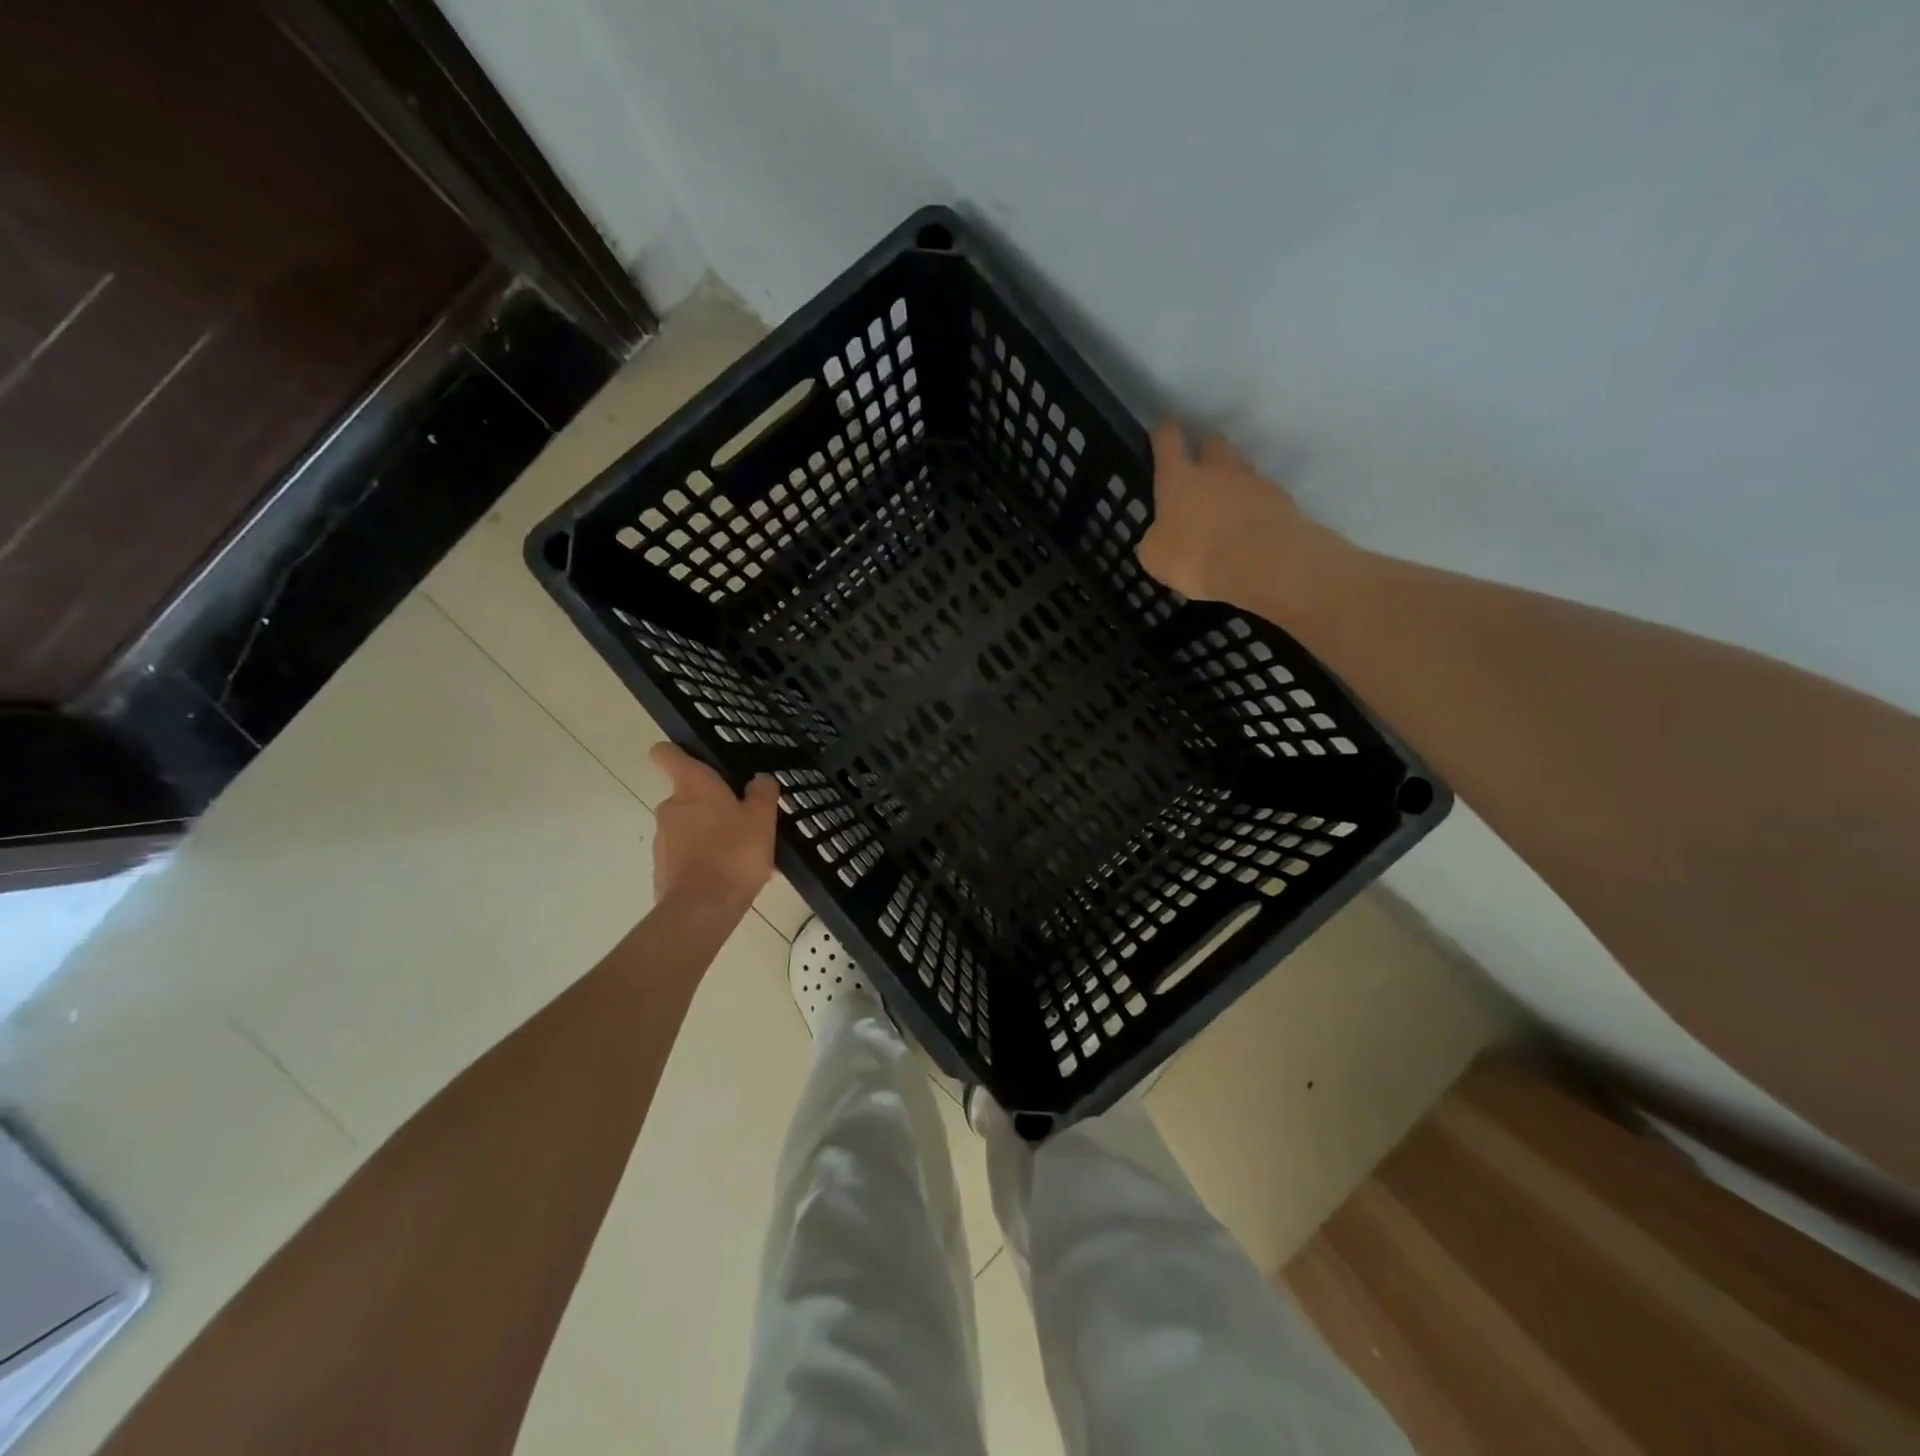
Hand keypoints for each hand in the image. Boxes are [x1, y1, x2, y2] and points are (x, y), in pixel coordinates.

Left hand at [649, 743, 778, 916]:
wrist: (702, 910)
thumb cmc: (734, 853)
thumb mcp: (762, 818)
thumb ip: (762, 793)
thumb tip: (759, 779)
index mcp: (692, 787)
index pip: (667, 754)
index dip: (677, 751)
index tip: (697, 758)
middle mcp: (670, 807)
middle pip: (687, 795)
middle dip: (712, 804)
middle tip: (744, 819)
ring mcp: (663, 840)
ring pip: (690, 828)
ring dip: (712, 834)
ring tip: (744, 854)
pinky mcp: (663, 869)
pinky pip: (688, 856)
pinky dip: (706, 860)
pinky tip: (731, 876)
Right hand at [1138, 421, 1348, 608]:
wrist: (1262, 562)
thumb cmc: (1196, 556)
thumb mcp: (1155, 556)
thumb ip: (1155, 538)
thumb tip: (1159, 535)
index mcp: (1179, 479)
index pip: (1168, 440)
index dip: (1163, 433)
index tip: (1162, 429)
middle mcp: (1216, 469)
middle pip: (1212, 442)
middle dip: (1204, 450)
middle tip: (1198, 468)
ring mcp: (1253, 480)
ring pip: (1240, 467)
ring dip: (1232, 479)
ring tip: (1226, 505)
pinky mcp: (1281, 498)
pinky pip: (1262, 493)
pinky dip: (1254, 504)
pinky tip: (1249, 526)